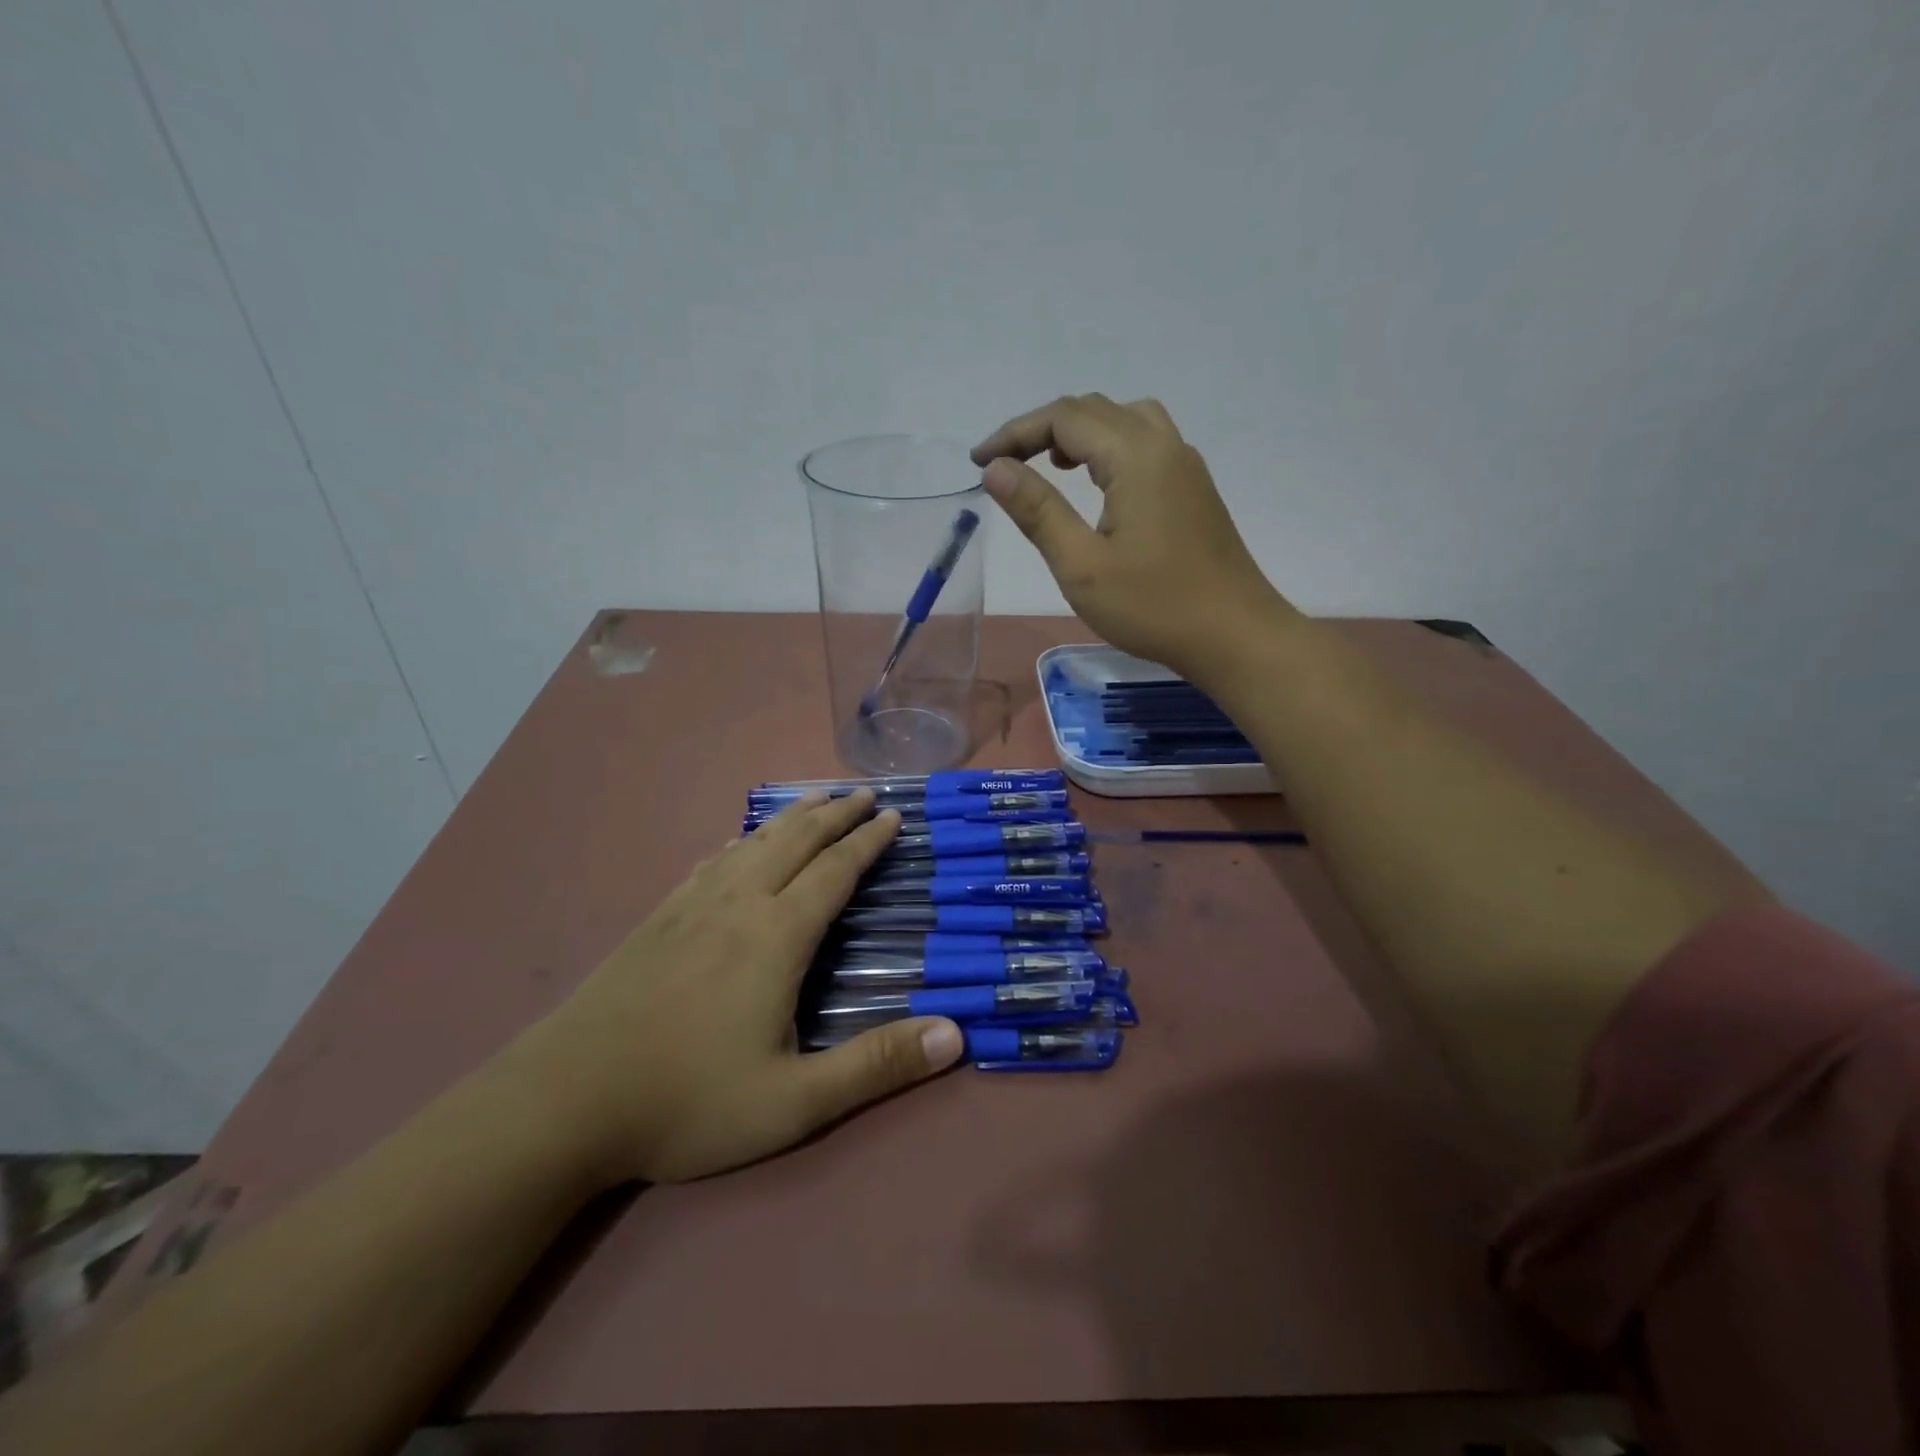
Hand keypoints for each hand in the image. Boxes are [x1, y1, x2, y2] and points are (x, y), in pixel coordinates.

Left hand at [506, 791, 963, 1183]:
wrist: (565, 1100)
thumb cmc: (688, 1101)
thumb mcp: (795, 1101)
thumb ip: (876, 1066)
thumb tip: (956, 1035)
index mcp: (777, 936)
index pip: (835, 871)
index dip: (868, 840)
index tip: (893, 815)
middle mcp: (738, 904)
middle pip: (795, 840)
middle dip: (835, 813)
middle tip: (864, 793)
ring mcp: (691, 907)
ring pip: (752, 843)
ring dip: (791, 818)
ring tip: (815, 802)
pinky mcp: (657, 919)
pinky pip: (710, 862)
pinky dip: (739, 842)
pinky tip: (736, 846)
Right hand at [972, 394, 1289, 677]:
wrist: (1234, 635)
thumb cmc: (1154, 607)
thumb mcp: (1082, 567)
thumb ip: (1038, 511)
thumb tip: (997, 469)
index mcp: (1135, 456)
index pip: (1064, 418)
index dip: (1015, 433)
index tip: (979, 462)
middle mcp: (1164, 445)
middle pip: (1093, 410)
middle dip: (1041, 429)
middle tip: (1005, 465)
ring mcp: (1185, 465)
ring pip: (1123, 420)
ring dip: (1079, 432)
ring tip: (1051, 466)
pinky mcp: (1193, 488)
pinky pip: (1145, 442)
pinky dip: (1109, 446)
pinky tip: (1098, 485)